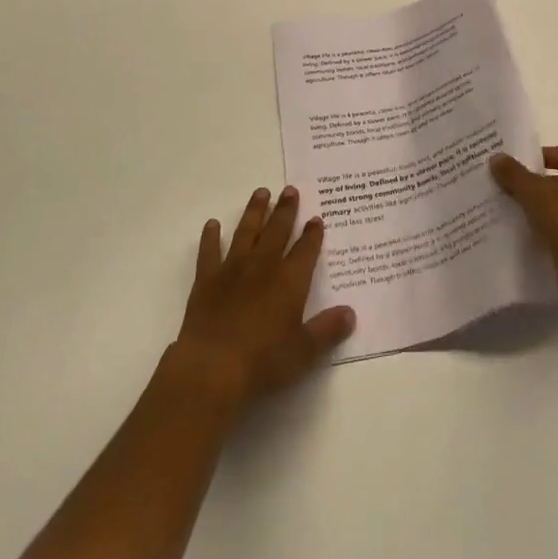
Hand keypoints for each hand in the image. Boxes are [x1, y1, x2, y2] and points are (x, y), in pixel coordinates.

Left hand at [170, 186, 355, 416]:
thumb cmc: (263, 362)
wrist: (212, 368)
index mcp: (289, 281)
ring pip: (246, 232)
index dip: (312, 234)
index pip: (305, 250)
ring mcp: (232, 269)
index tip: (316, 218)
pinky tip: (212, 225)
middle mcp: (263, 266)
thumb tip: (351, 312)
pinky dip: (210, 237)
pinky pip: (209, 252)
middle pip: (277, 231)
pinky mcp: (206, 280)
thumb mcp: (304, 351)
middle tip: (290, 190)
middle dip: (285, 210)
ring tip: (261, 192)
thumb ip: (327, 330)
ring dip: (254, 211)